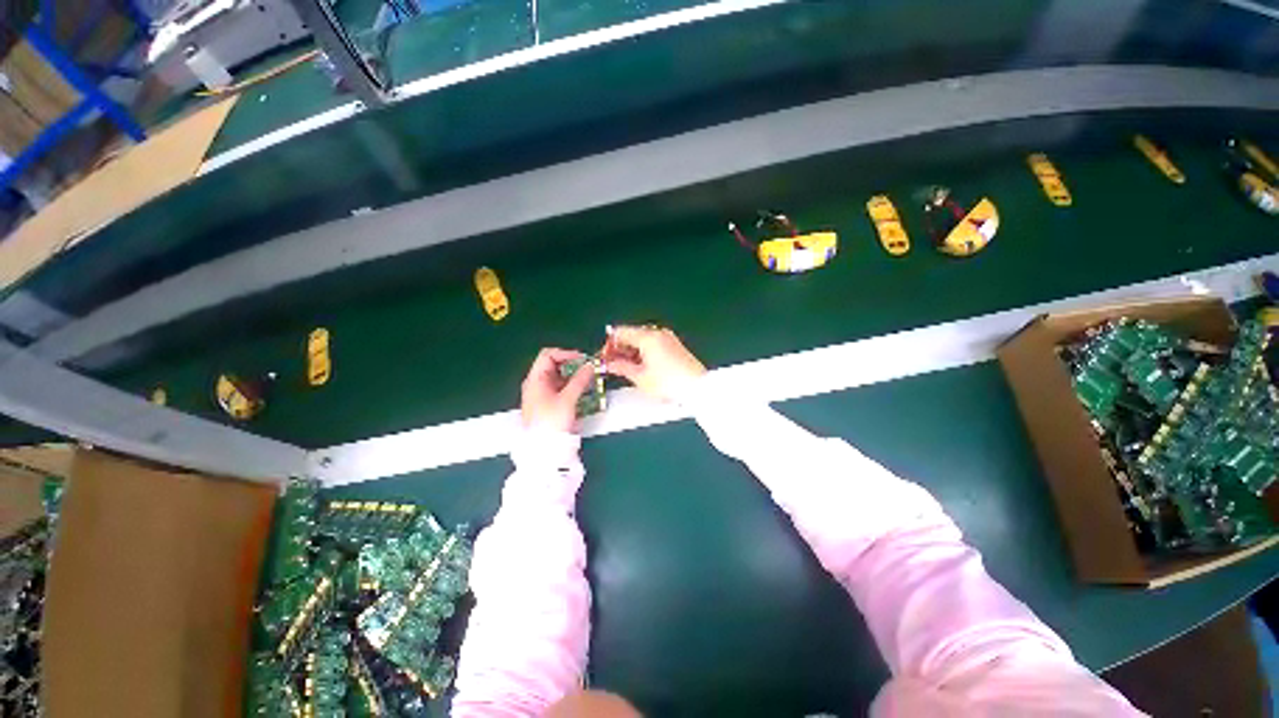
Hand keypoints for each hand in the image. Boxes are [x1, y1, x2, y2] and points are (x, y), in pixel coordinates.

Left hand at [521, 348, 596, 432]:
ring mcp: (540, 394)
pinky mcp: (547, 403)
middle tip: (588, 368)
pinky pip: (559, 387)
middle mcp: (535, 383)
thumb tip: (590, 365)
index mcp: (535, 379)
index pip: (548, 355)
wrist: (543, 449)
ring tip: (589, 379)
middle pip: (553, 365)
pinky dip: (570, 385)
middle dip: (572, 364)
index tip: (583, 360)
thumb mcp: (568, 399)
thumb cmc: (552, 421)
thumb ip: (580, 380)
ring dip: (573, 375)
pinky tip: (582, 390)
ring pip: (557, 377)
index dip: (566, 354)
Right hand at [602, 325, 705, 400]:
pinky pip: (652, 344)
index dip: (608, 345)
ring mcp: (668, 338)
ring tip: (625, 368)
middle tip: (611, 364)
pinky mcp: (674, 346)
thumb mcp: (640, 377)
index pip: (620, 332)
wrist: (696, 388)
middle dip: (619, 348)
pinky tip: (640, 366)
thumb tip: (609, 364)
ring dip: (631, 351)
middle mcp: (658, 333)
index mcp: (647, 337)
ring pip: (642, 340)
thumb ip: (621, 367)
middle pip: (631, 334)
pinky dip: (643, 352)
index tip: (603, 357)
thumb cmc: (669, 383)